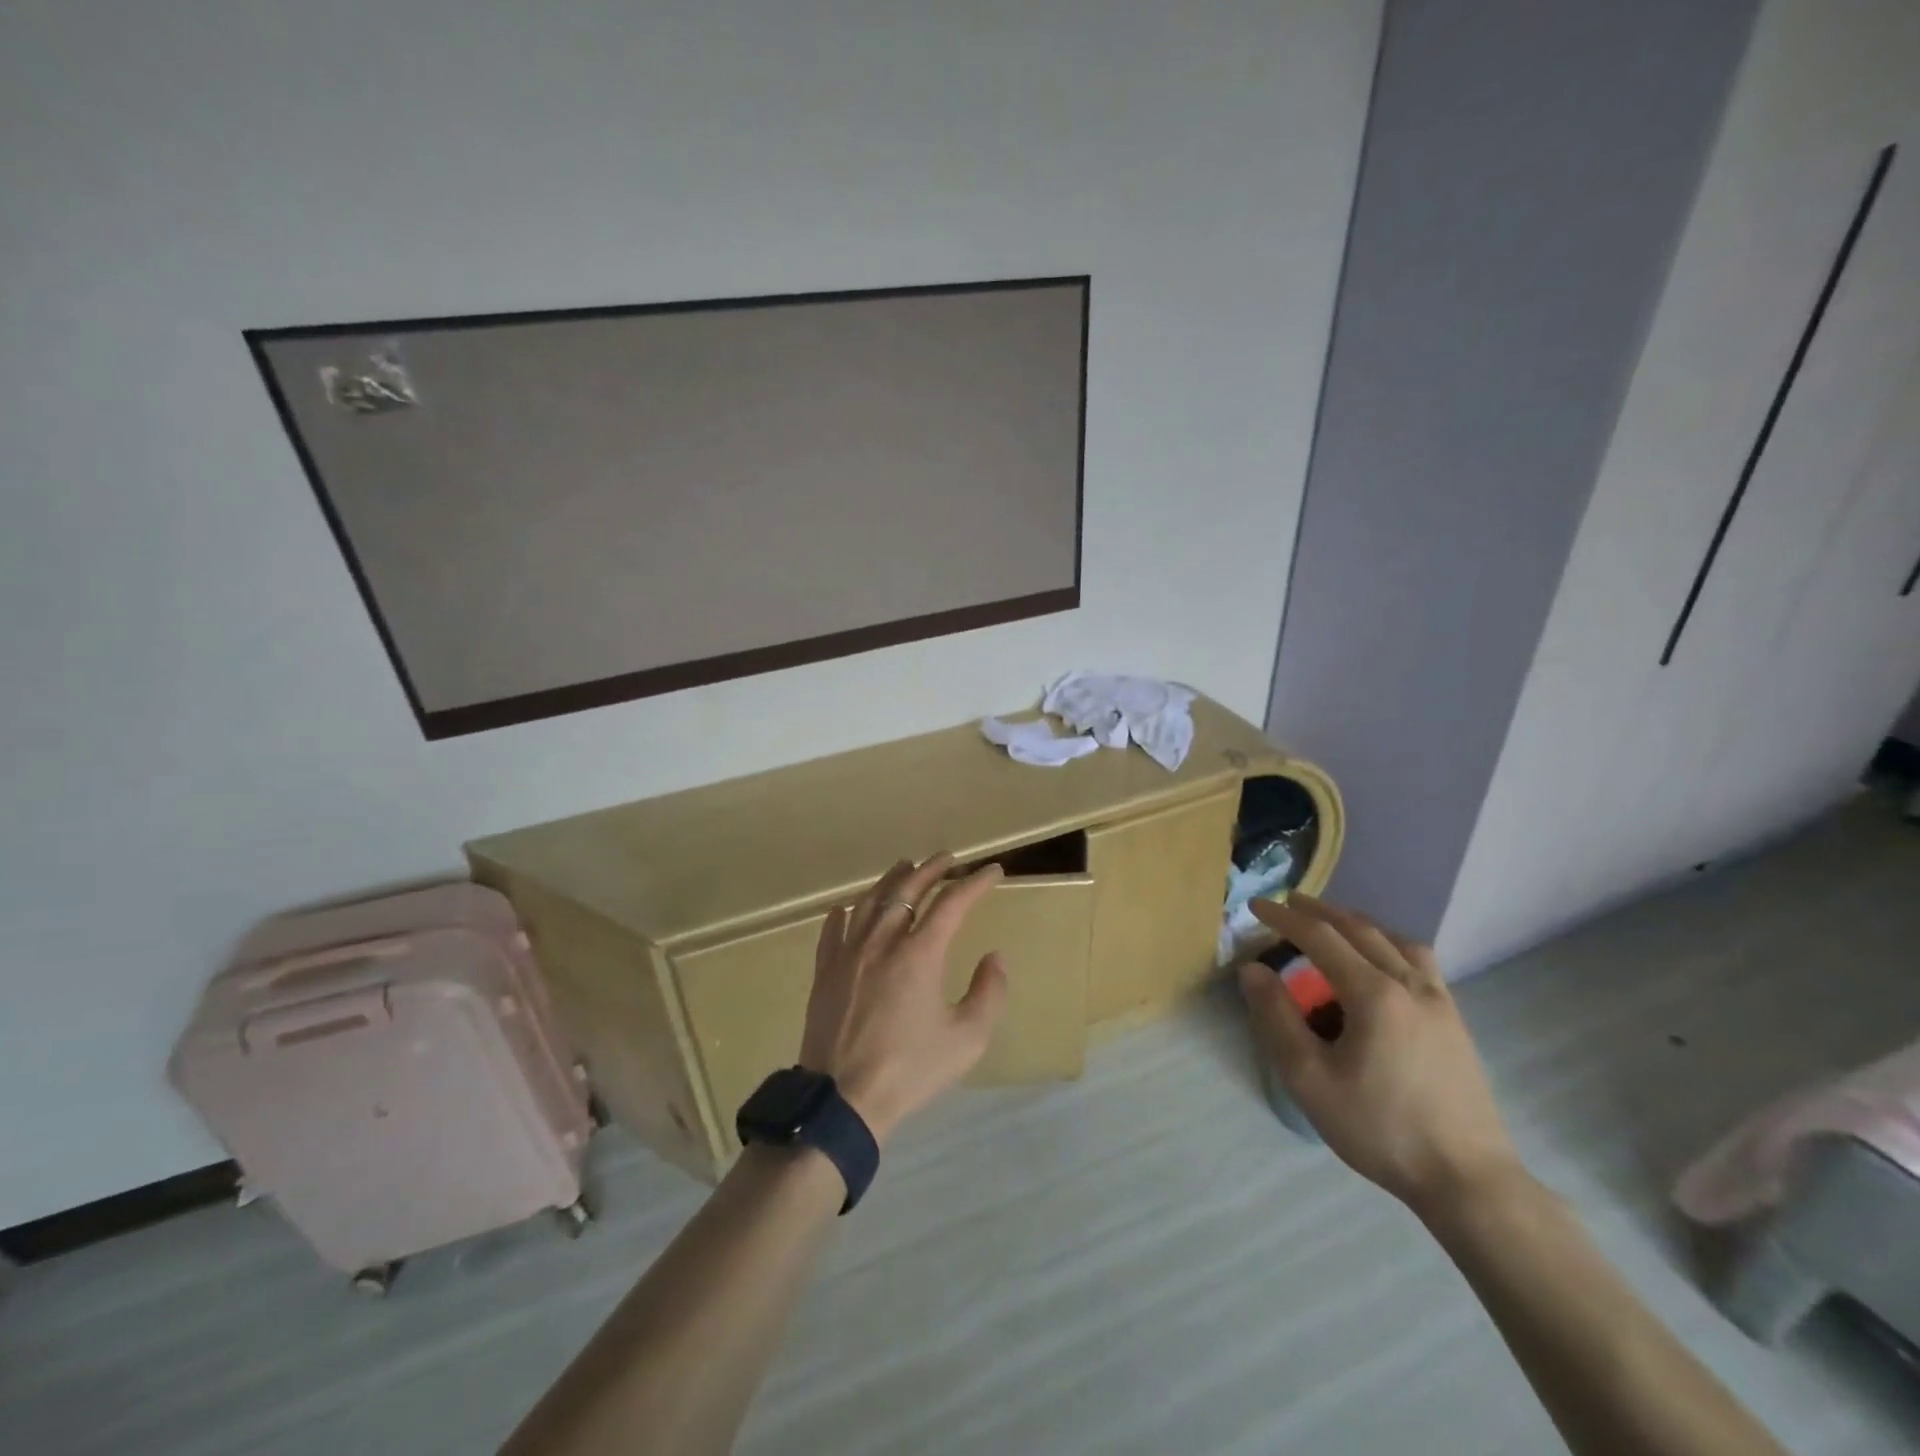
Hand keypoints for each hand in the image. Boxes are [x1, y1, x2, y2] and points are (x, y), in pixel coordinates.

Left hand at [799, 853, 1009, 1145]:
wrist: (842, 1100)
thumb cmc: (910, 1070)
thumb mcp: (967, 1039)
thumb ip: (989, 993)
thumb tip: (995, 957)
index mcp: (920, 953)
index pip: (952, 902)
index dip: (975, 883)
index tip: (992, 871)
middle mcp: (882, 941)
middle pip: (908, 889)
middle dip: (932, 869)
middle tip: (948, 858)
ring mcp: (848, 954)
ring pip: (870, 902)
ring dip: (891, 880)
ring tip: (904, 867)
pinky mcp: (825, 972)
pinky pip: (832, 930)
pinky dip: (845, 913)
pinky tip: (847, 908)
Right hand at [1238, 893, 1522, 1213]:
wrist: (1468, 1180)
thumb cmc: (1380, 1128)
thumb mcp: (1309, 1078)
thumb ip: (1277, 1018)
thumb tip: (1253, 970)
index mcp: (1374, 994)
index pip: (1320, 937)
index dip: (1284, 918)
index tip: (1255, 904)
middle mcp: (1410, 984)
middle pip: (1360, 929)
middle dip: (1320, 911)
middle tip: (1288, 903)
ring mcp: (1440, 1002)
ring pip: (1397, 940)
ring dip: (1359, 923)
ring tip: (1335, 925)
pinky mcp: (1455, 1022)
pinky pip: (1419, 962)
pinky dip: (1389, 944)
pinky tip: (1382, 964)